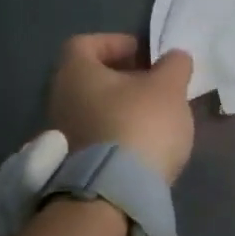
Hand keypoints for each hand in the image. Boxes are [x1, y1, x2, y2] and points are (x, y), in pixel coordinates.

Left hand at [46, 34, 196, 184]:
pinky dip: (118, 134)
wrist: (116, 192)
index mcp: (75, 73)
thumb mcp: (168, 88)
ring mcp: (63, 136)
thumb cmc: (139, 123)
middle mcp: (59, 100)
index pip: (85, 43)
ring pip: (94, 110)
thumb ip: (174, 65)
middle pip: (90, 79)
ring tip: (155, 117)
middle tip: (155, 85)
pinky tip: (144, 145)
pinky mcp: (73, 166)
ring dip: (122, 108)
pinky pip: (98, 137)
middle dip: (124, 78)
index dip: (116, 43)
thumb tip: (174, 57)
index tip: (144, 55)